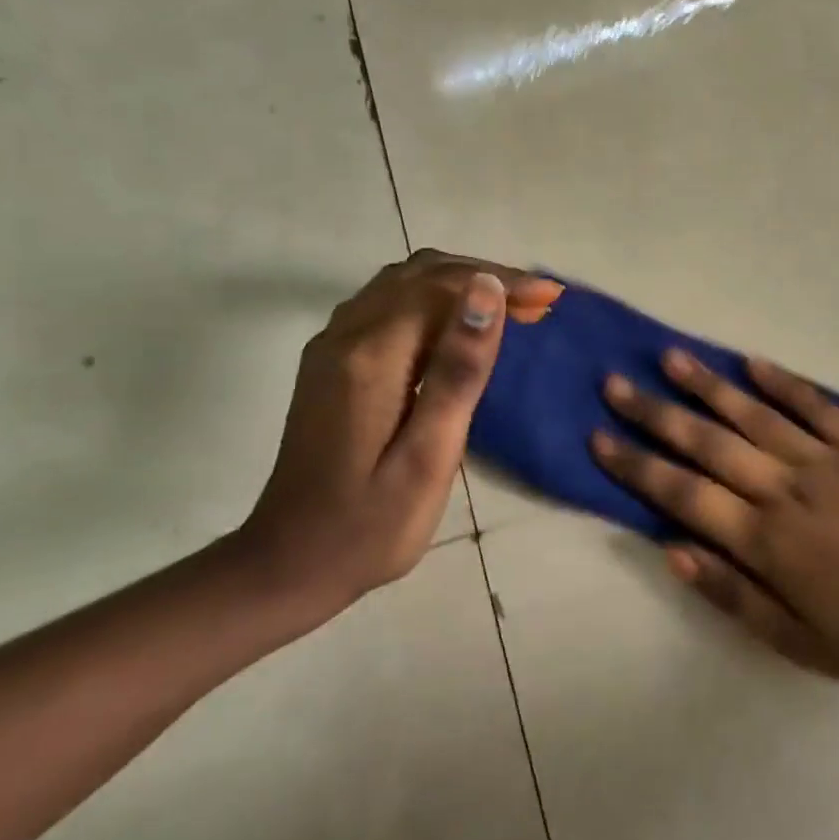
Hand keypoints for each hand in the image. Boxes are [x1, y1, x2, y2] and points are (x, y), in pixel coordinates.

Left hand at [237, 250, 562, 615]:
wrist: (287, 566)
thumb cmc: (371, 524)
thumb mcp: (430, 455)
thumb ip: (458, 369)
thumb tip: (486, 290)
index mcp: (371, 357)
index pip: (442, 287)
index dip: (501, 282)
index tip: (551, 299)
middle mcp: (345, 336)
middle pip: (421, 274)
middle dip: (485, 276)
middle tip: (539, 303)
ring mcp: (332, 347)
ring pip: (403, 284)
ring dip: (460, 285)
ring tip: (511, 309)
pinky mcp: (332, 364)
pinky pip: (388, 305)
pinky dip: (434, 301)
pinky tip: (461, 328)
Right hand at [592, 352, 838, 690]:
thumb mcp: (796, 642)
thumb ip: (731, 595)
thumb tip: (672, 550)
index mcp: (767, 539)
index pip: (684, 494)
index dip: (638, 465)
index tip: (600, 437)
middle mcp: (787, 488)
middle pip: (709, 443)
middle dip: (657, 414)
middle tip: (615, 384)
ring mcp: (827, 460)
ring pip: (755, 415)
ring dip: (709, 386)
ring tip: (669, 357)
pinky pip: (816, 406)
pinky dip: (782, 382)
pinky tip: (751, 362)